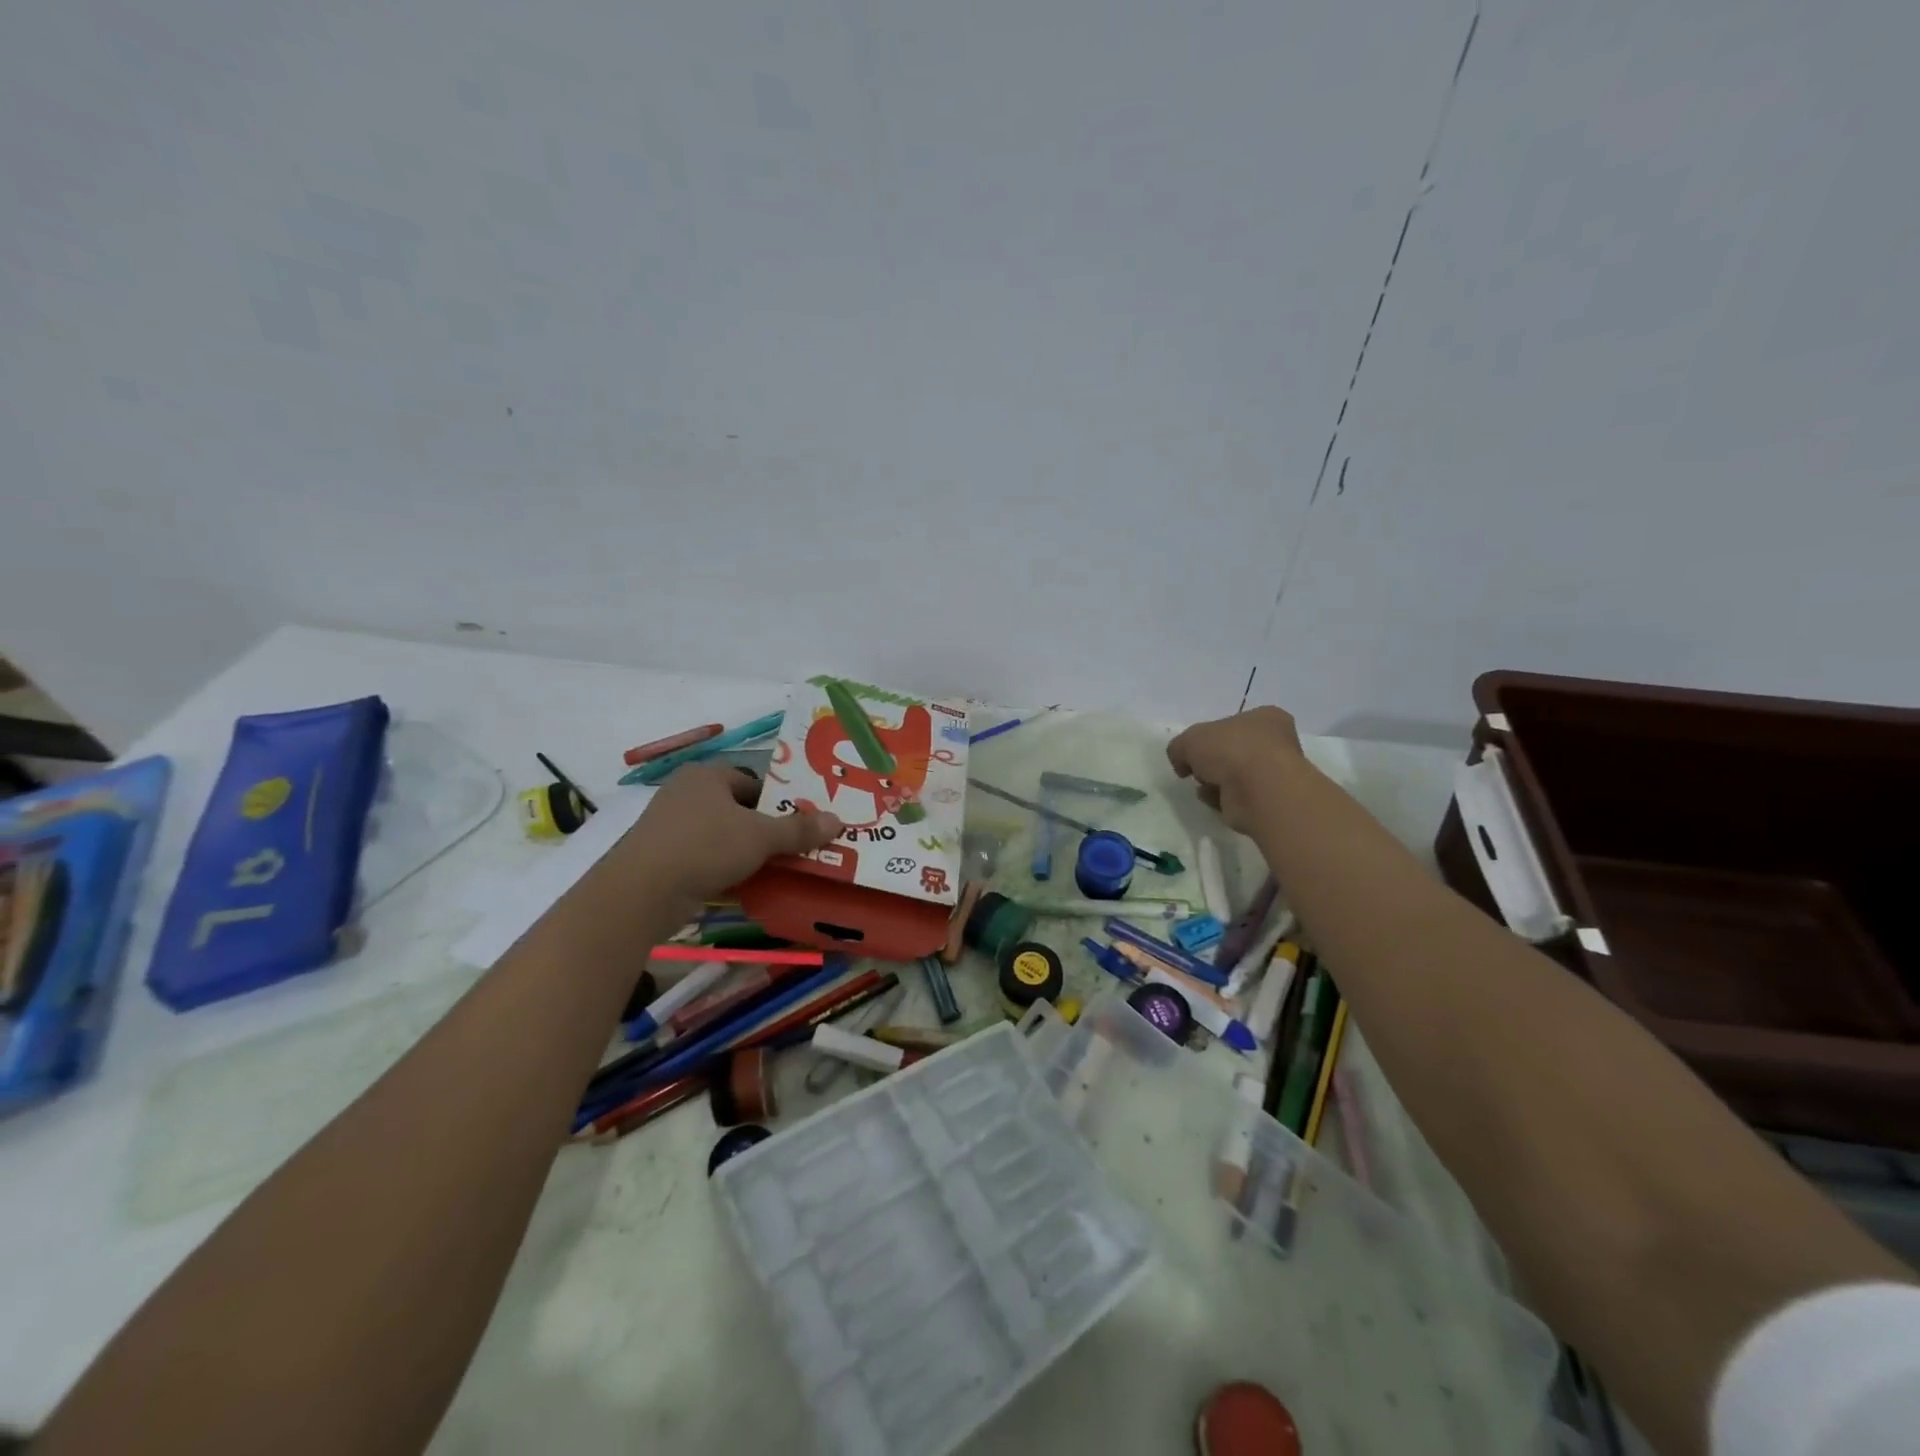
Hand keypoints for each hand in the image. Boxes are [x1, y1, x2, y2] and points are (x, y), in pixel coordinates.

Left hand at [609, 764, 842, 913]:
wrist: (642, 892)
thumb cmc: (705, 847)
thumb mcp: (760, 836)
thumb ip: (799, 829)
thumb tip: (838, 821)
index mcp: (706, 776)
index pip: (753, 782)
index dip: (778, 801)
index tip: (799, 824)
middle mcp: (685, 794)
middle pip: (738, 809)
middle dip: (764, 829)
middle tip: (793, 847)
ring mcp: (669, 827)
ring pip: (721, 835)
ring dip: (746, 851)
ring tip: (774, 868)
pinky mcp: (661, 858)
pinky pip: (704, 858)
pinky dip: (724, 868)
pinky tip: (743, 885)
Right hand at [1166, 706, 1304, 834]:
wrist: (1259, 791)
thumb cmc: (1231, 751)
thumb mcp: (1189, 740)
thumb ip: (1179, 747)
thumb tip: (1183, 764)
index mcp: (1265, 718)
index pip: (1232, 724)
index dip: (1209, 737)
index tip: (1194, 749)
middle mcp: (1276, 743)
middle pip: (1233, 752)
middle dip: (1212, 763)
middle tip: (1197, 769)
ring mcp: (1275, 774)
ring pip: (1235, 776)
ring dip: (1215, 783)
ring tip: (1205, 788)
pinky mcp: (1269, 801)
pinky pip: (1239, 798)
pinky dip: (1224, 800)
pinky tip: (1216, 800)